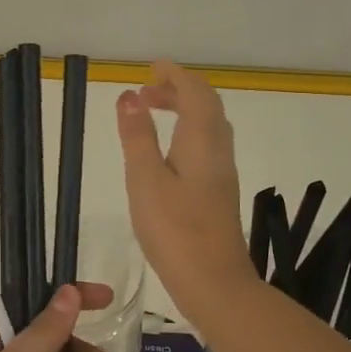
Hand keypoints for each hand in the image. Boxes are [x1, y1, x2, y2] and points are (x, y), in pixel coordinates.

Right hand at [115, 61, 256, 323]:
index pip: (194, 91)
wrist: (214, 282)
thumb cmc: (175, 230)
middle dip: (177, 89)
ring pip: (208, 125)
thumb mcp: (145, 179)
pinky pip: (207, 144)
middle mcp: (218, 149)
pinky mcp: (219, 191)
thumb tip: (128, 95)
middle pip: (205, 104)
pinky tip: (168, 151)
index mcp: (202, 139)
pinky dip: (187, 131)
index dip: (174, 74)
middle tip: (145, 92)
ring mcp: (222, 171)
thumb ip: (137, 136)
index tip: (150, 69)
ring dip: (183, 110)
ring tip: (151, 114)